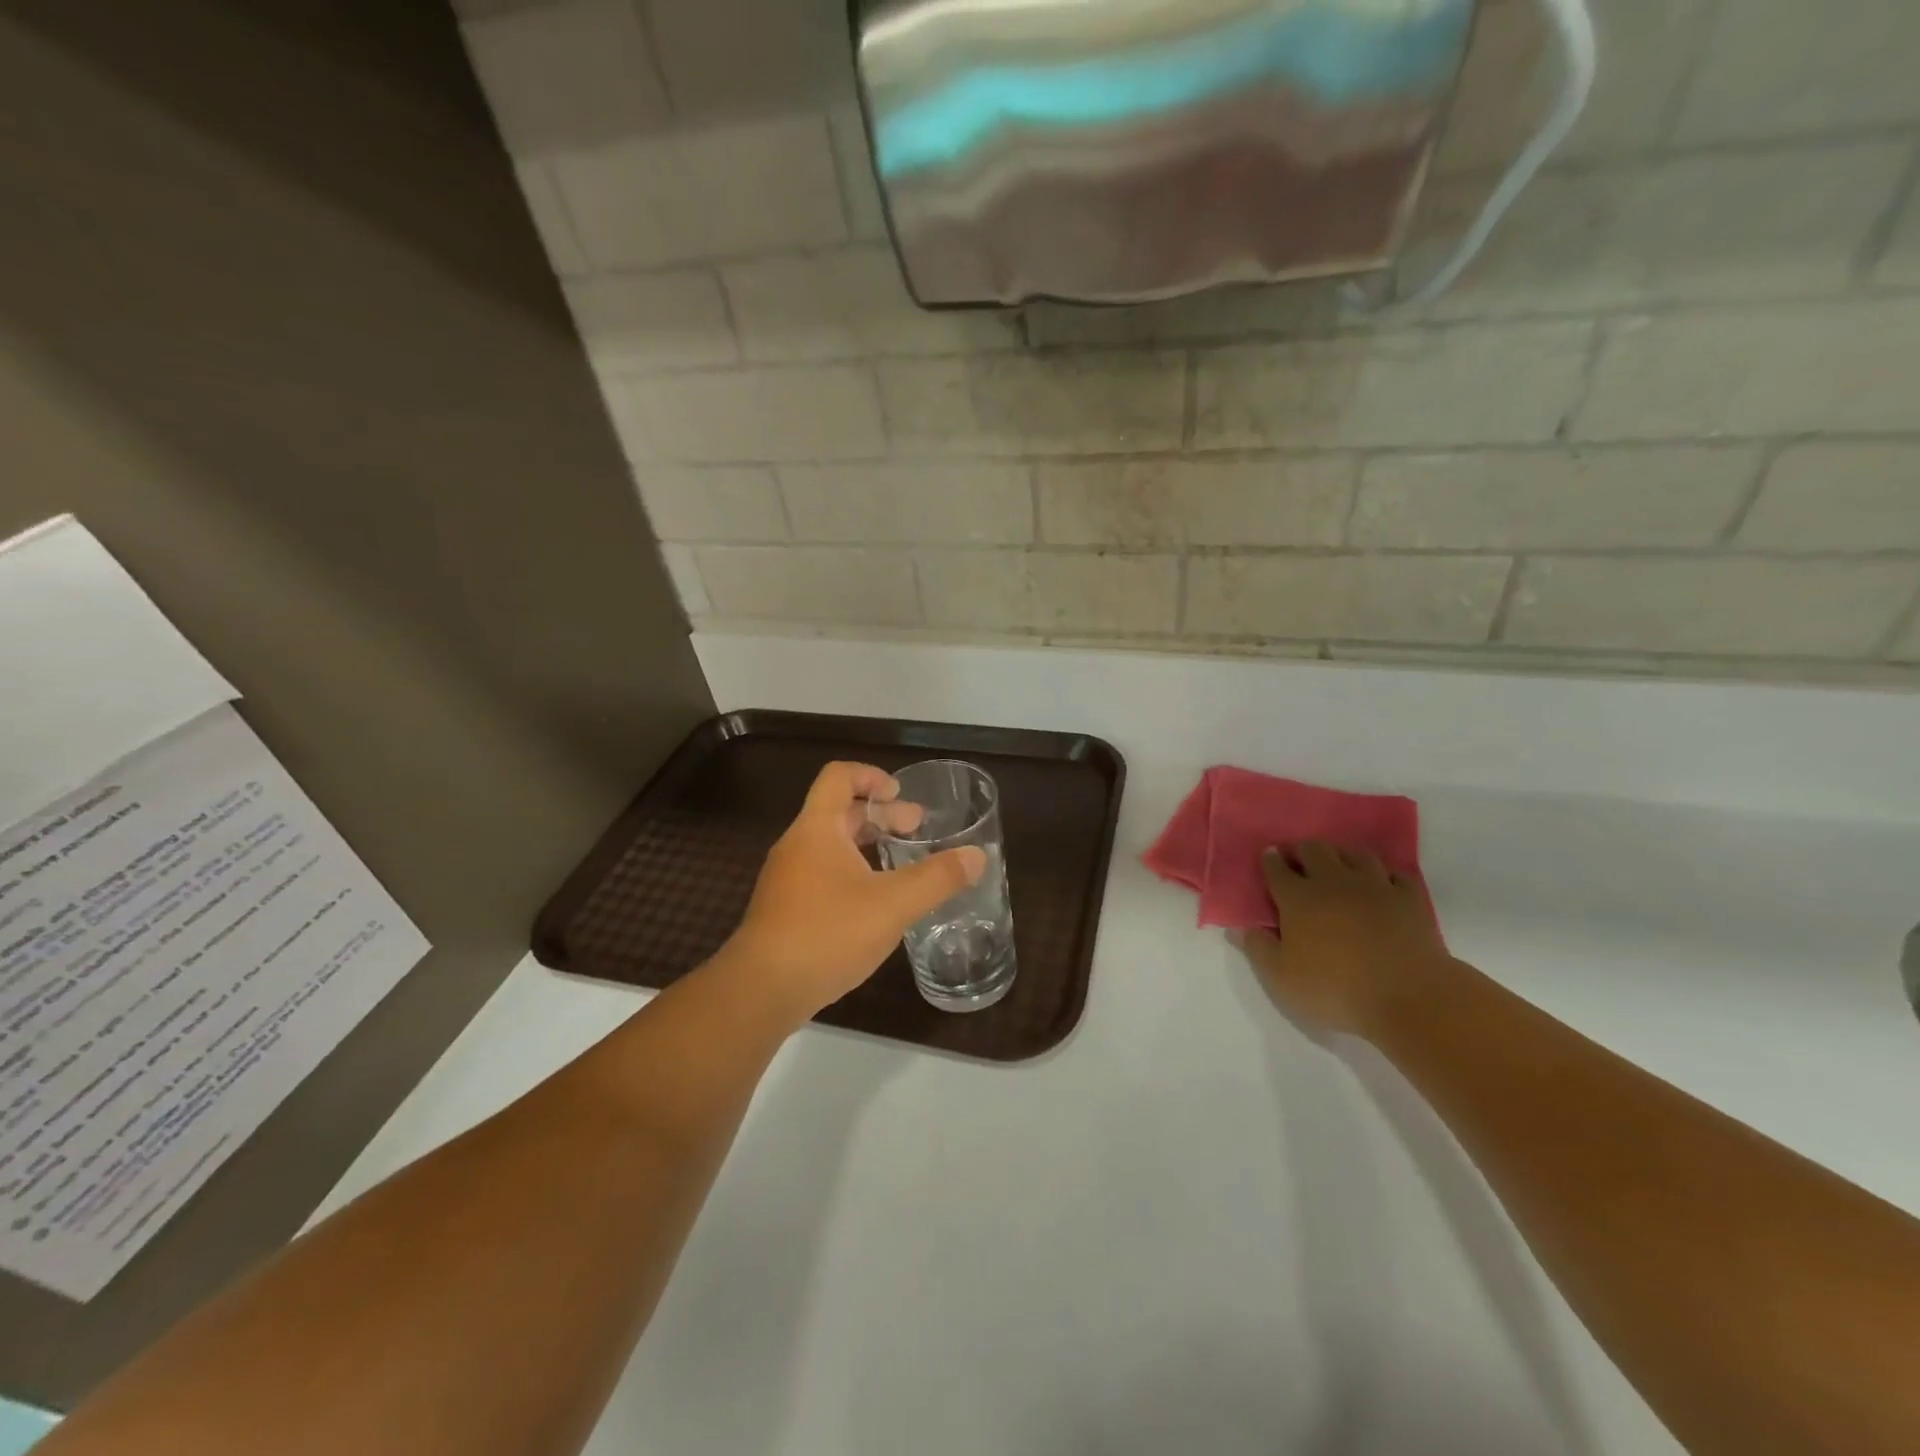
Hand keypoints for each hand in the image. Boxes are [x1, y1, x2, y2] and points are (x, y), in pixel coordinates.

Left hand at [719, 761, 986, 1022]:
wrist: (762, 990)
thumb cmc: (827, 933)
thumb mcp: (893, 904)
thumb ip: (938, 878)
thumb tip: (978, 857)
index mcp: (817, 829)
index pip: (839, 777)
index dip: (871, 776)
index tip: (901, 795)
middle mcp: (797, 846)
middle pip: (839, 812)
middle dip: (881, 815)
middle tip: (917, 830)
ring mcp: (787, 879)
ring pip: (832, 846)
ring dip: (868, 846)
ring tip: (903, 864)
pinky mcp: (785, 909)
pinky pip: (823, 874)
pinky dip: (853, 873)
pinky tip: (876, 903)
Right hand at [1240, 842, 1451, 1039]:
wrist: (1410, 997)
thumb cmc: (1336, 989)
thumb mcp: (1281, 979)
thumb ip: (1258, 949)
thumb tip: (1242, 928)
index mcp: (1298, 898)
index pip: (1277, 868)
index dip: (1270, 860)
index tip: (1268, 857)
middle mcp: (1333, 881)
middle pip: (1315, 850)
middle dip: (1302, 851)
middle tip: (1299, 862)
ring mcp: (1375, 886)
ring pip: (1355, 854)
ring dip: (1342, 856)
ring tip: (1339, 867)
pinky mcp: (1410, 899)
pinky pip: (1395, 874)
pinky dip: (1384, 876)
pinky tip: (1381, 885)